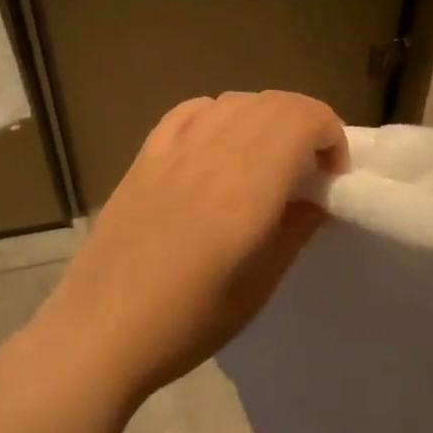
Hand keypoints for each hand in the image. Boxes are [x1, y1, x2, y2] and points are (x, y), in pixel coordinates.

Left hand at [28, 91, 346, 406]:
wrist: (100, 331)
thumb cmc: (186, 322)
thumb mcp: (258, 287)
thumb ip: (295, 231)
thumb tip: (318, 199)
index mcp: (246, 188)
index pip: (302, 119)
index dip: (331, 134)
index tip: (333, 175)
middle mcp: (212, 154)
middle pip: (272, 103)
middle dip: (305, 124)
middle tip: (309, 168)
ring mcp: (172, 151)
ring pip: (234, 101)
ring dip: (265, 118)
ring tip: (267, 158)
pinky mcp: (144, 157)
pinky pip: (190, 111)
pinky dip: (219, 115)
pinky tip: (219, 145)